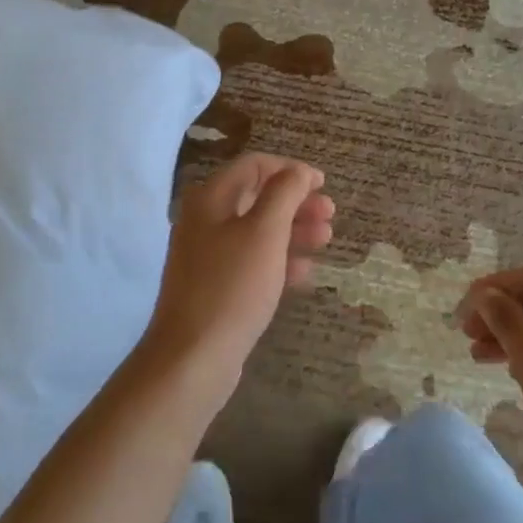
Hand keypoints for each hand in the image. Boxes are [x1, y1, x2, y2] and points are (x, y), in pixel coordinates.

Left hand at [140, 154, 334, 404]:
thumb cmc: (232, 286)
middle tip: (330, 214)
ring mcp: (208, 255)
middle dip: (296, 202)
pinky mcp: (216, 286)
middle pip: (257, 197)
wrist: (193, 357)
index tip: (323, 183)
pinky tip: (305, 273)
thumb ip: (284, 194)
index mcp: (210, 198)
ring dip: (293, 231)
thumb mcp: (264, 233)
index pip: (253, 166)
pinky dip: (279, 261)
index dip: (290, 169)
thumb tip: (297, 171)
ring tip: (326, 239)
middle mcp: (205, 219)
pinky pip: (252, 262)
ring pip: (257, 231)